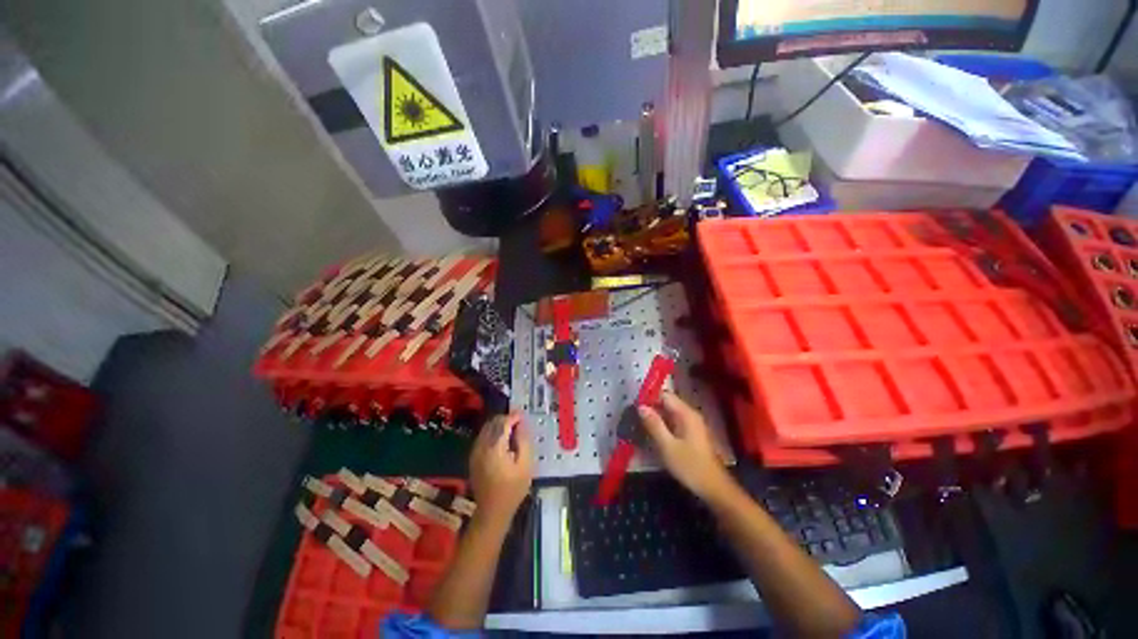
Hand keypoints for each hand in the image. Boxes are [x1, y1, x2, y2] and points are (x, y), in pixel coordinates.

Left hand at [469, 412, 533, 524]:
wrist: (492, 512)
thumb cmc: (513, 489)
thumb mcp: (525, 465)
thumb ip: (523, 441)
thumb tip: (521, 424)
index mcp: (495, 447)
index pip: (503, 423)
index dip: (514, 416)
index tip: (523, 416)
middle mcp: (482, 446)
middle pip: (492, 423)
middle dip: (506, 419)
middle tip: (519, 422)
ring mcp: (475, 452)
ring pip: (486, 428)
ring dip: (499, 425)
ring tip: (512, 429)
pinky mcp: (473, 457)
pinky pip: (482, 437)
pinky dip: (492, 433)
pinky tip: (502, 439)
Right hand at [639, 392, 732, 501]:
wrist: (714, 488)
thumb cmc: (690, 466)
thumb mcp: (667, 446)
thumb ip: (654, 424)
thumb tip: (641, 406)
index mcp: (686, 414)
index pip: (665, 395)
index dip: (649, 397)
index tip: (634, 405)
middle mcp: (690, 414)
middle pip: (668, 403)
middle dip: (651, 407)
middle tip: (634, 415)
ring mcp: (693, 424)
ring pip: (670, 413)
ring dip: (656, 417)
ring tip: (640, 423)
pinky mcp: (692, 434)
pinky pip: (675, 422)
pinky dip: (663, 425)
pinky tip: (654, 433)